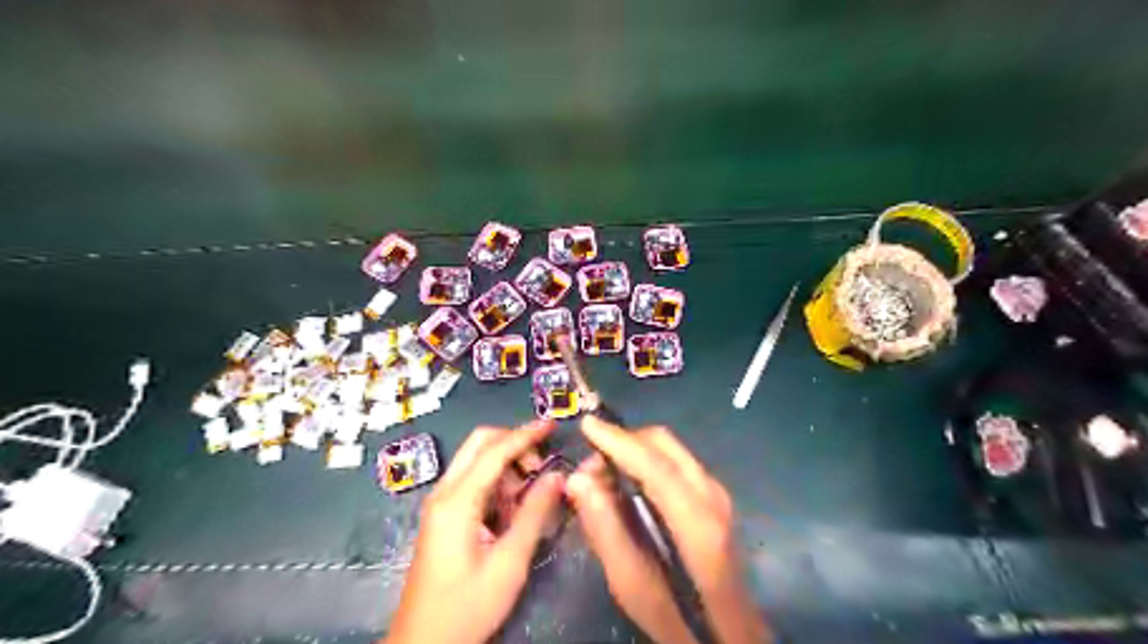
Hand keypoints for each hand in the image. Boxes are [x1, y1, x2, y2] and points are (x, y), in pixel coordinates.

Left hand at [384, 420, 564, 643]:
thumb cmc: (467, 606)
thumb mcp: (509, 562)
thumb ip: (534, 514)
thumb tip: (557, 475)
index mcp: (457, 500)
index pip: (494, 450)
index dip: (525, 434)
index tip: (552, 423)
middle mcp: (444, 492)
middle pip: (480, 444)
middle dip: (514, 444)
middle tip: (542, 462)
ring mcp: (441, 503)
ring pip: (477, 461)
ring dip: (506, 466)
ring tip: (531, 495)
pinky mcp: (444, 515)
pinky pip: (473, 482)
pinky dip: (496, 483)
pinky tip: (513, 510)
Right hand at [565, 418, 768, 643]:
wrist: (732, 635)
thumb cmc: (682, 621)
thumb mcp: (634, 587)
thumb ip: (606, 531)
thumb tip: (578, 479)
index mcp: (697, 522)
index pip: (654, 464)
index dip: (618, 440)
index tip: (586, 424)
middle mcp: (712, 496)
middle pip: (665, 445)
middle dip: (625, 441)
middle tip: (591, 463)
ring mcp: (718, 494)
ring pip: (672, 449)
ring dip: (636, 449)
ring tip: (604, 474)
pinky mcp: (715, 498)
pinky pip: (677, 461)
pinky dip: (649, 460)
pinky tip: (630, 483)